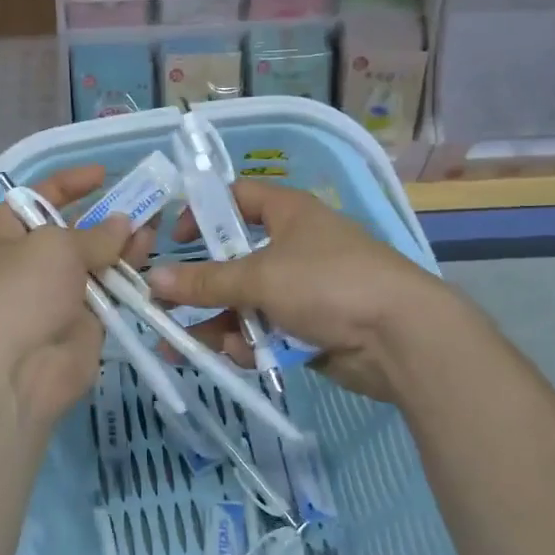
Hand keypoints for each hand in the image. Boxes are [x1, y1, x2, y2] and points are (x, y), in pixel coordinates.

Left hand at [0, 166, 146, 434]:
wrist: (18, 370)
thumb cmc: (23, 292)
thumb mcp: (55, 247)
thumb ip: (94, 233)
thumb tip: (123, 224)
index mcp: (4, 235)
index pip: (37, 197)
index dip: (69, 183)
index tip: (103, 174)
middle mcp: (29, 261)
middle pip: (71, 229)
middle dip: (104, 214)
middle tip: (143, 200)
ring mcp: (57, 292)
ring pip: (95, 259)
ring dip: (123, 241)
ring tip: (155, 223)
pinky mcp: (84, 319)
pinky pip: (110, 289)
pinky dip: (129, 273)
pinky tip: (150, 254)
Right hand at [148, 179, 456, 401]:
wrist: (401, 337)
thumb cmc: (328, 284)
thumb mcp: (260, 277)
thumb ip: (206, 281)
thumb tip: (153, 280)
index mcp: (288, 213)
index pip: (237, 197)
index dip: (204, 212)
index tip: (175, 241)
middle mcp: (294, 246)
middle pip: (234, 260)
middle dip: (200, 287)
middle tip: (163, 306)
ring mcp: (303, 289)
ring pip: (246, 301)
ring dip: (217, 323)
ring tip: (180, 348)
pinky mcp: (310, 326)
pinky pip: (266, 330)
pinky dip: (248, 343)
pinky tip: (234, 357)